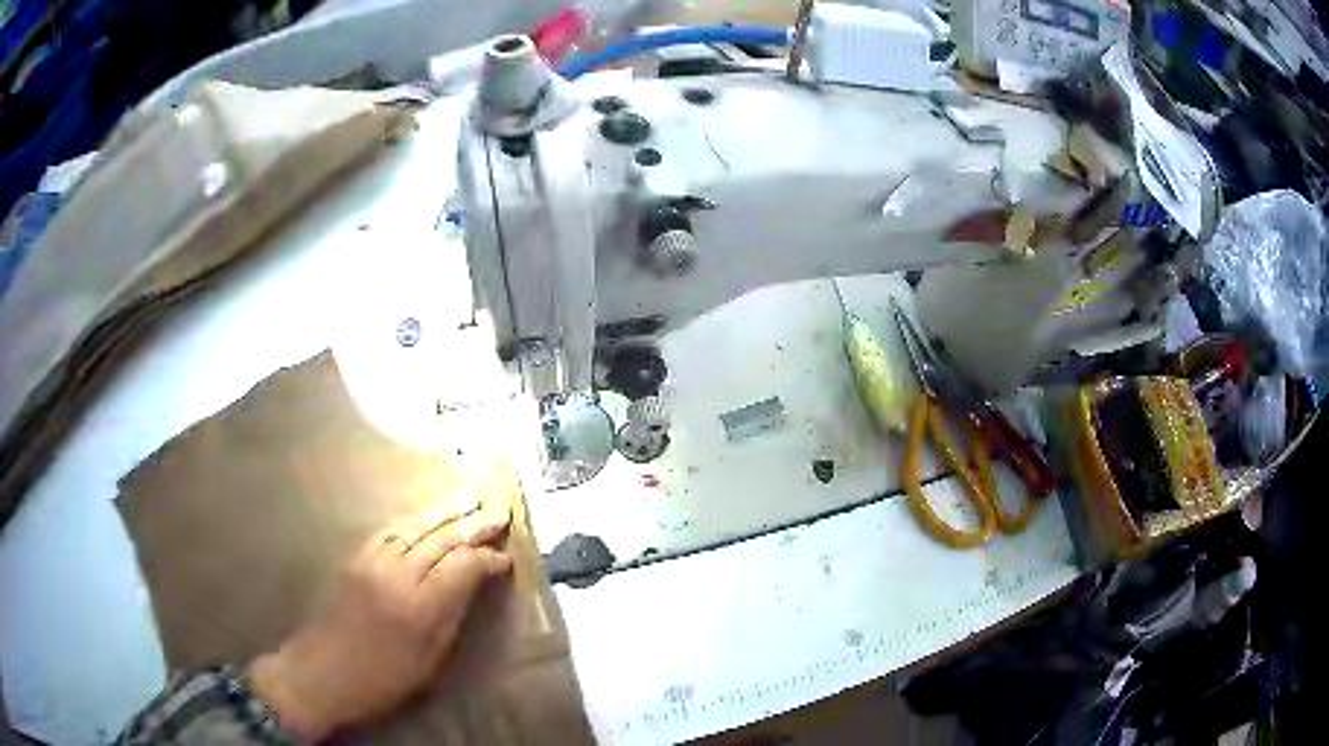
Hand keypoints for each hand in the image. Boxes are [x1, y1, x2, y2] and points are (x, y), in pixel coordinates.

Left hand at [250, 502, 512, 741]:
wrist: (322, 671)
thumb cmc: (382, 679)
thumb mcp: (429, 661)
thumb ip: (451, 618)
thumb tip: (472, 587)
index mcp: (420, 607)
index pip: (463, 567)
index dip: (488, 559)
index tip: (506, 559)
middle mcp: (397, 574)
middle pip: (441, 539)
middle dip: (473, 524)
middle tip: (499, 512)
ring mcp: (372, 561)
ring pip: (415, 526)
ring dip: (445, 512)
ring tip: (469, 499)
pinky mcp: (355, 558)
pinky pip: (390, 531)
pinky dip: (414, 521)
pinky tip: (426, 518)